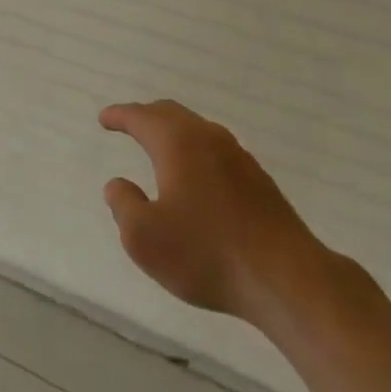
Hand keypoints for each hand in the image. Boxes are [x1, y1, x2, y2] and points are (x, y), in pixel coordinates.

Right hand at [100, 100, 318, 322]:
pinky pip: (215, 150)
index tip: (104, 119)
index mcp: (177, 143)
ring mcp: (238, 157)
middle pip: (171, 114)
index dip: (119, 116)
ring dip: (173, 132)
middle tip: (127, 123)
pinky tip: (195, 175)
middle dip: (146, 116)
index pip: (141, 117)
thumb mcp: (145, 237)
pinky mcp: (258, 180)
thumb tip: (117, 184)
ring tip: (159, 146)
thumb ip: (123, 205)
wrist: (285, 277)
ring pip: (197, 130)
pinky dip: (195, 150)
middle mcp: (208, 138)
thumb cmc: (207, 253)